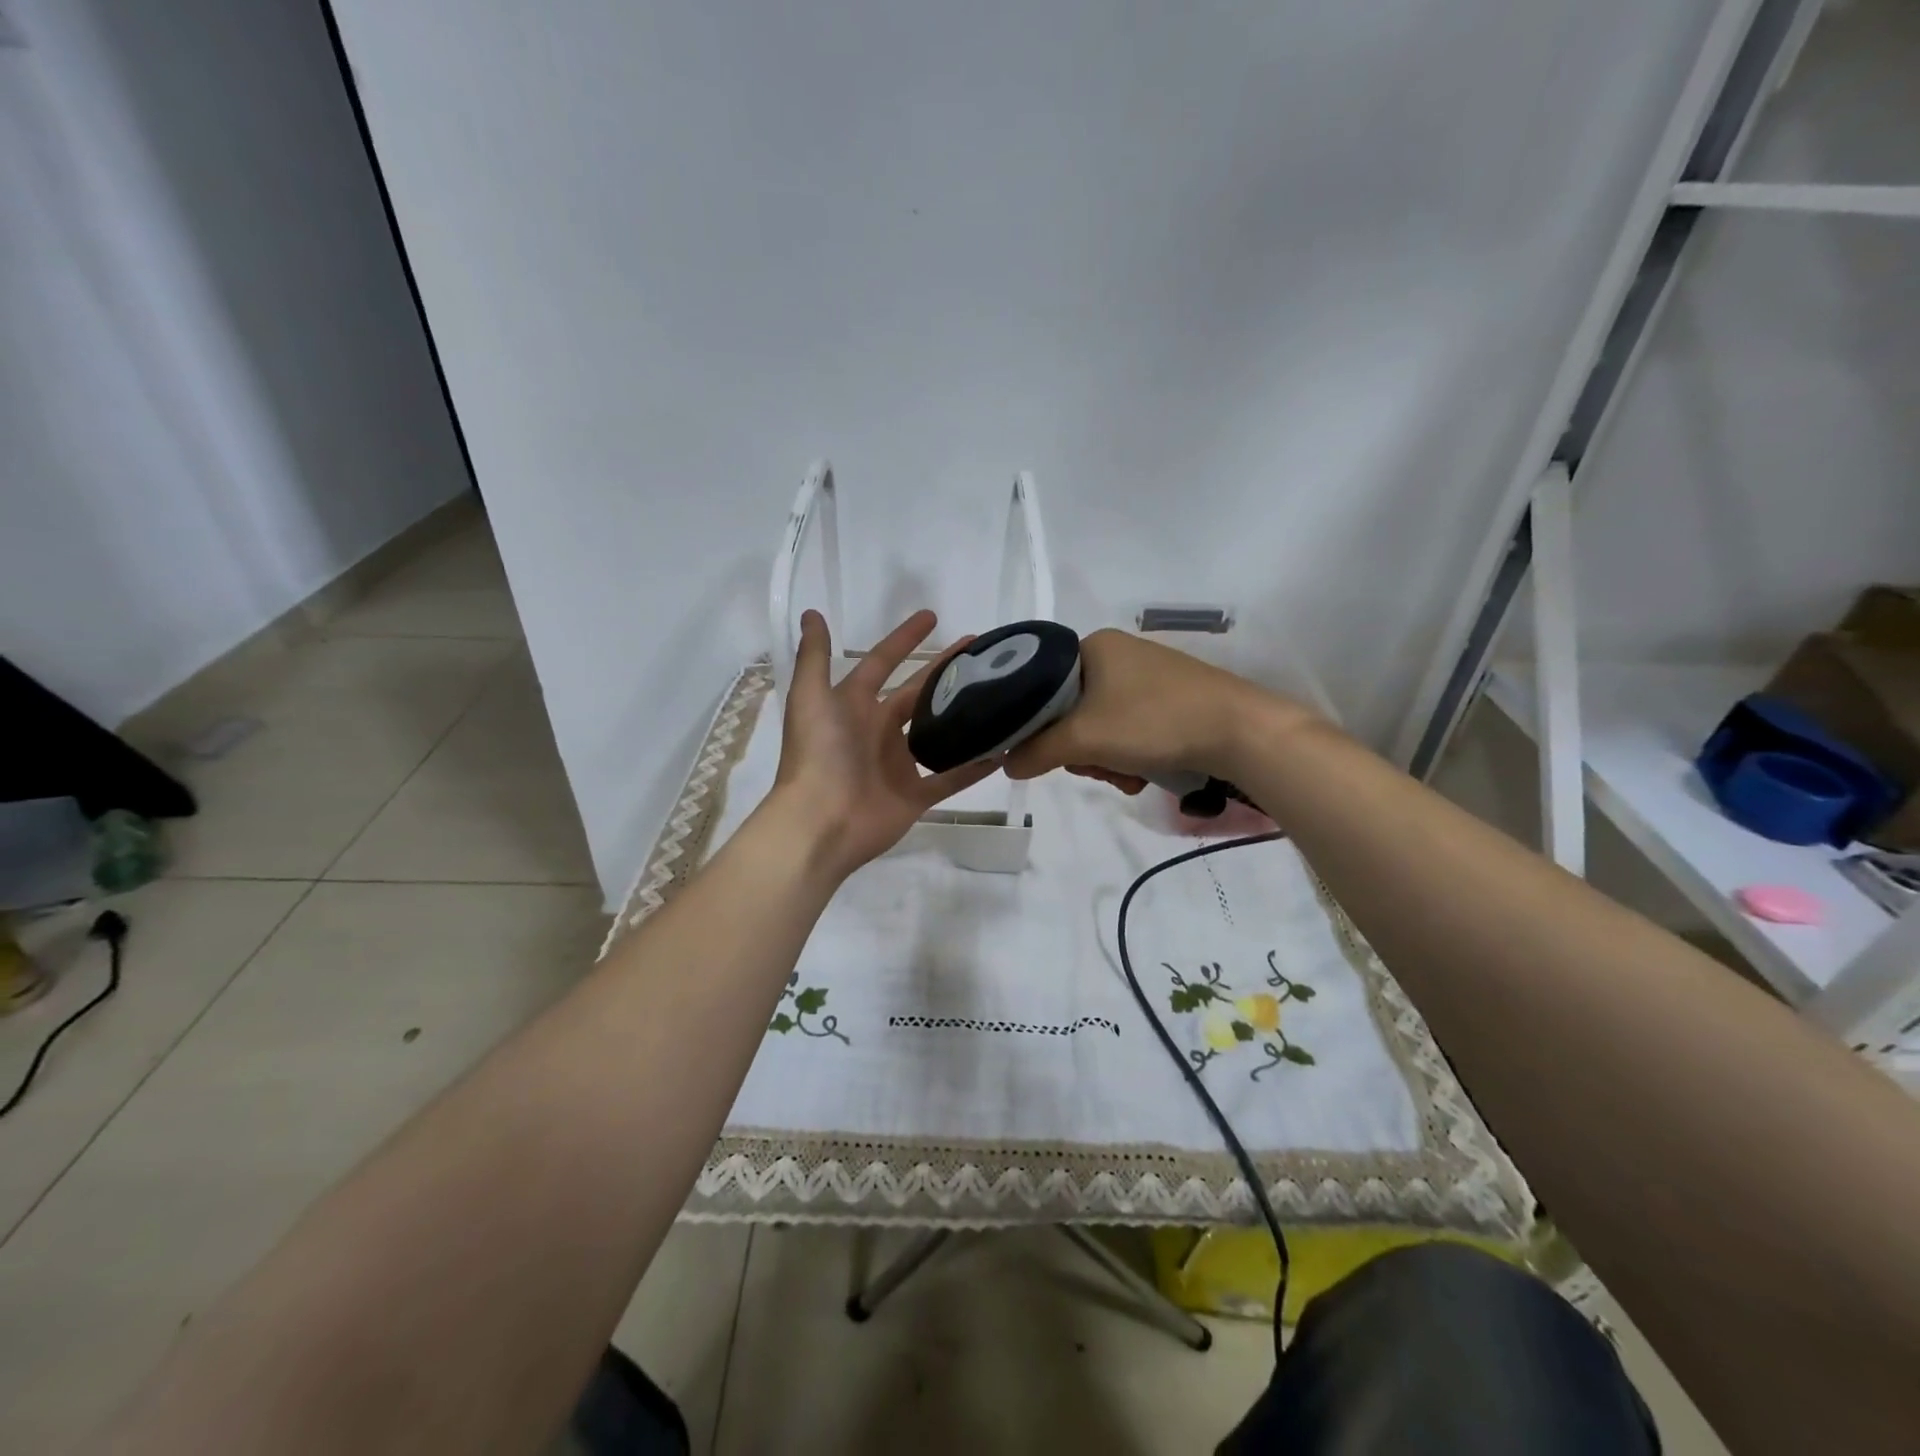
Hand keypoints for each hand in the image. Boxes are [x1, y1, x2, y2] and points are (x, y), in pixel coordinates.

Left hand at [770, 609, 998, 878]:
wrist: (820, 822)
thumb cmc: (817, 755)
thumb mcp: (810, 697)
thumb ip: (814, 656)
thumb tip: (812, 613)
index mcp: (853, 706)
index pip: (882, 663)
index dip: (904, 640)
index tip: (933, 617)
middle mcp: (877, 730)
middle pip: (917, 694)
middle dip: (944, 672)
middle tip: (981, 654)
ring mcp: (897, 765)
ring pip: (938, 734)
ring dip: (963, 716)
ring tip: (998, 694)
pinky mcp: (914, 796)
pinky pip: (951, 778)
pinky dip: (975, 767)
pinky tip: (1003, 749)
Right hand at [1002, 628, 1316, 791]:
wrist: (1240, 731)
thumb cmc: (1154, 721)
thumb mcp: (1084, 739)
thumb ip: (1036, 751)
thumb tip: (1005, 764)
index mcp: (1093, 646)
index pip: (1040, 684)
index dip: (1037, 723)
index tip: (1051, 753)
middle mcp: (1118, 654)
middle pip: (1070, 709)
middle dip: (1080, 748)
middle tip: (1095, 767)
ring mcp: (1146, 676)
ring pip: (1100, 724)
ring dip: (1105, 758)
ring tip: (1126, 776)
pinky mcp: (1170, 698)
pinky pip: (1129, 728)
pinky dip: (1129, 754)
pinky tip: (1143, 774)